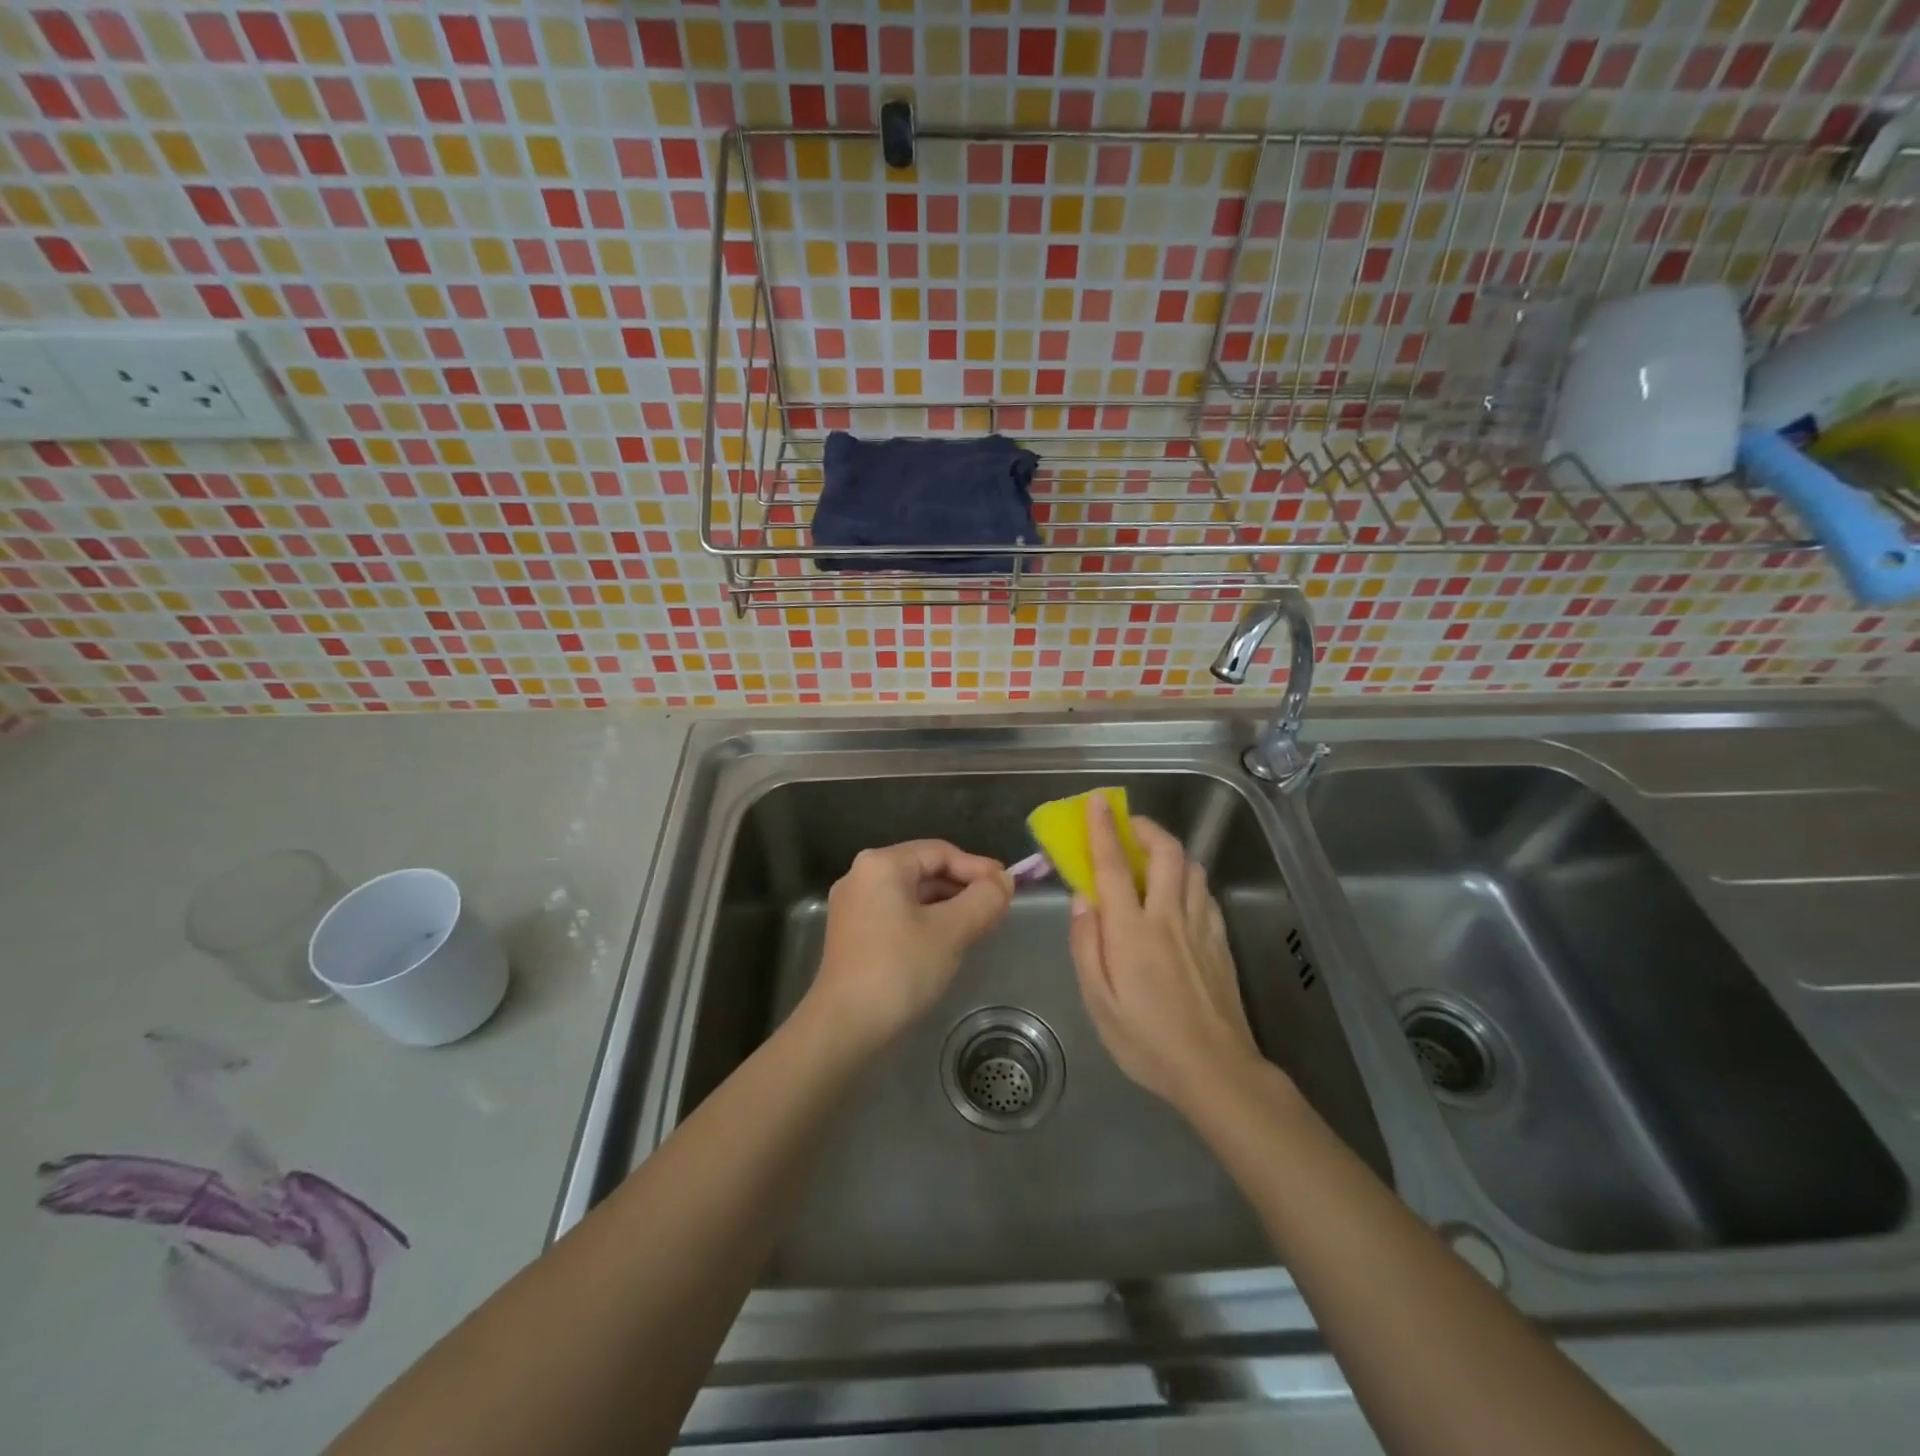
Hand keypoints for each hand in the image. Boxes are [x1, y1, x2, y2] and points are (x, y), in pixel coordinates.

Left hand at [808, 840, 1013, 1049]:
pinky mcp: (853, 933)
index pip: (940, 852)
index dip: (978, 867)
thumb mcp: (951, 932)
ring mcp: (853, 906)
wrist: (844, 1028)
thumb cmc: (899, 970)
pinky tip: (948, 942)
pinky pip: (898, 914)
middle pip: (925, 870)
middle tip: (997, 909)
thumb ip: (983, 900)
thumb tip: (1005, 880)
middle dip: (963, 887)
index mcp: (881, 865)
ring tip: (979, 926)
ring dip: (948, 906)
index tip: (1008, 887)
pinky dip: (927, 921)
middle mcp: (862, 876)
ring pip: (912, 894)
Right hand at [1068, 795, 1266, 1111]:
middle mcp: (1168, 917)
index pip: (1114, 865)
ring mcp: (1200, 926)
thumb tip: (1082, 900)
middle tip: (1128, 824)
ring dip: (1169, 850)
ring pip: (1191, 867)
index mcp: (1132, 930)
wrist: (1214, 1070)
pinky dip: (1188, 878)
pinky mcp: (1220, 941)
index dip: (1103, 828)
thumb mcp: (1098, 1001)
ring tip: (1151, 858)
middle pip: (1165, 852)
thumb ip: (1086, 945)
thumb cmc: (1145, 1040)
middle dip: (1146, 828)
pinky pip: (1204, 893)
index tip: (1097, 801)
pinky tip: (1178, 894)